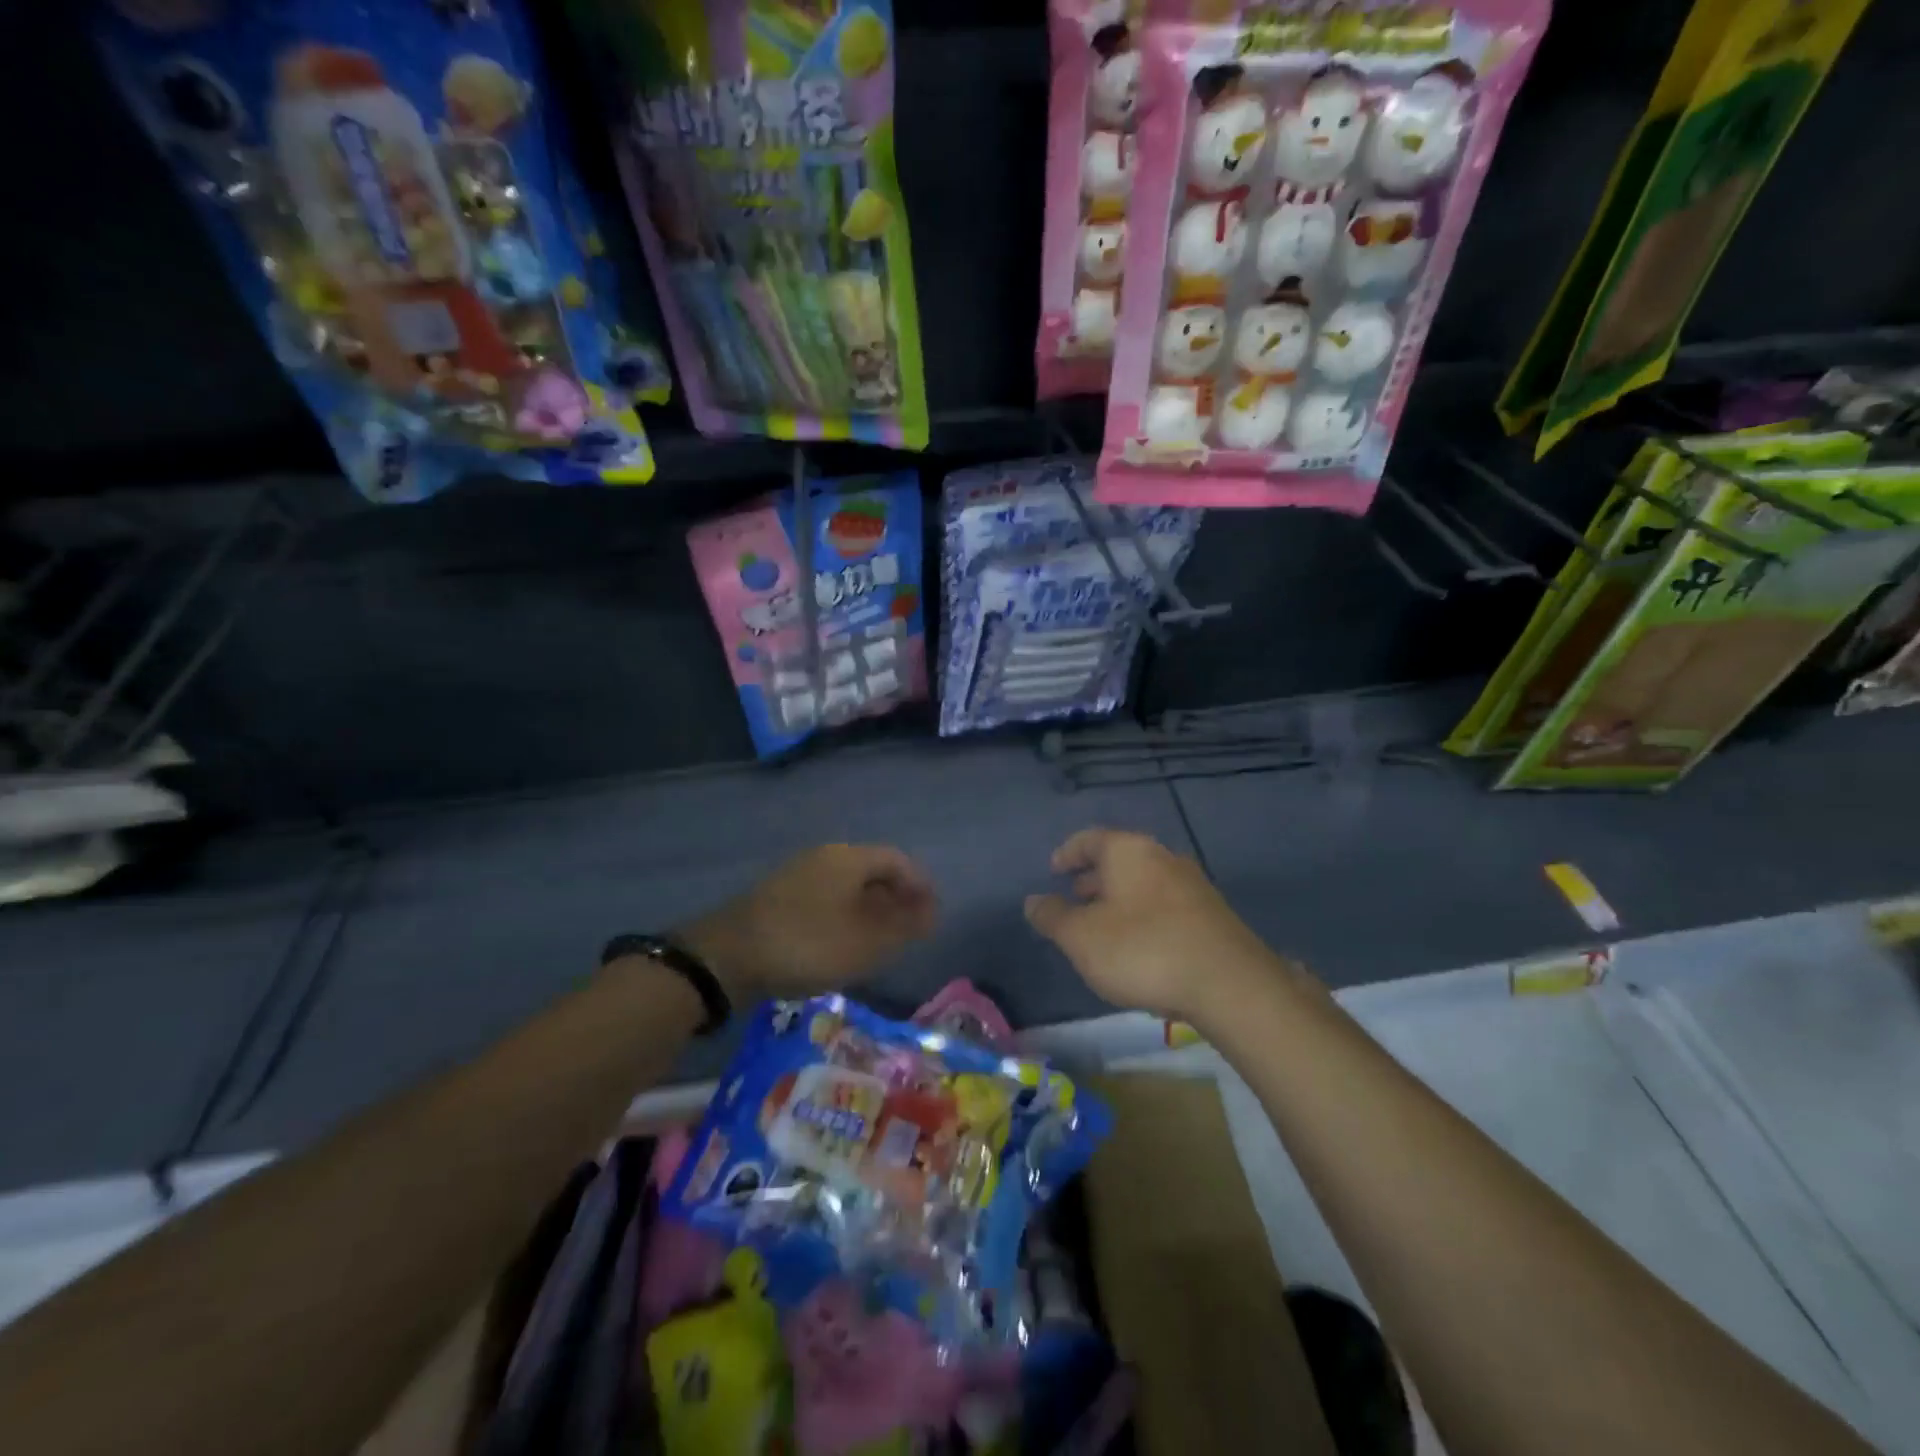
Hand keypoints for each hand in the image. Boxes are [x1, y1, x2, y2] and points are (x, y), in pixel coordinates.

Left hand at [677, 844, 937, 1004]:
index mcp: (850, 858)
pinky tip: (842, 943)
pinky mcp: (778, 895)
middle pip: (872, 870)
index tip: (932, 916)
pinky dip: (844, 915)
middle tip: (909, 930)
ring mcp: (798, 873)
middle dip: (896, 898)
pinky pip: (826, 897)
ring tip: (880, 941)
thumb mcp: (866, 943)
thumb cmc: (808, 944)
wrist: (727, 956)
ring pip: (847, 885)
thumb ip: (904, 926)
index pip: (898, 861)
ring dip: (870, 909)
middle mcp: (825, 856)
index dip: (920, 886)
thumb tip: (930, 912)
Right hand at [1024, 827, 1290, 1022]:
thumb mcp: (1081, 938)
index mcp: (1128, 851)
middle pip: (1119, 859)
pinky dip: (1143, 915)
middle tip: (1074, 899)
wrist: (1229, 984)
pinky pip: (1164, 904)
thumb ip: (1053, 917)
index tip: (1053, 871)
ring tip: (1102, 927)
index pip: (1089, 839)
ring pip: (1143, 883)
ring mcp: (1192, 884)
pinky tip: (1138, 946)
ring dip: (1119, 899)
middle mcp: (1161, 857)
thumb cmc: (1142, 950)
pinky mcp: (1211, 915)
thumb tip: (1033, 901)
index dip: (1067, 853)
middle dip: (1093, 878)